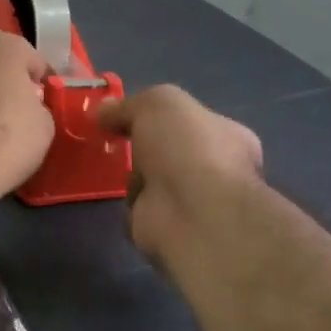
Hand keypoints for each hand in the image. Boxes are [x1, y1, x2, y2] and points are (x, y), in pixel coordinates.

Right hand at [96, 86, 264, 272]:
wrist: (189, 212)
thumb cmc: (186, 148)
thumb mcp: (157, 104)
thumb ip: (129, 105)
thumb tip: (103, 111)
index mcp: (227, 136)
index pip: (194, 121)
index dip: (161, 116)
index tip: (129, 114)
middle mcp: (214, 169)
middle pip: (169, 151)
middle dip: (143, 146)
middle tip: (113, 137)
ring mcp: (189, 201)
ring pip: (152, 180)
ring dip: (131, 175)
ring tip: (108, 163)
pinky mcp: (164, 227)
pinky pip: (138, 209)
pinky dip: (124, 203)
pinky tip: (112, 192)